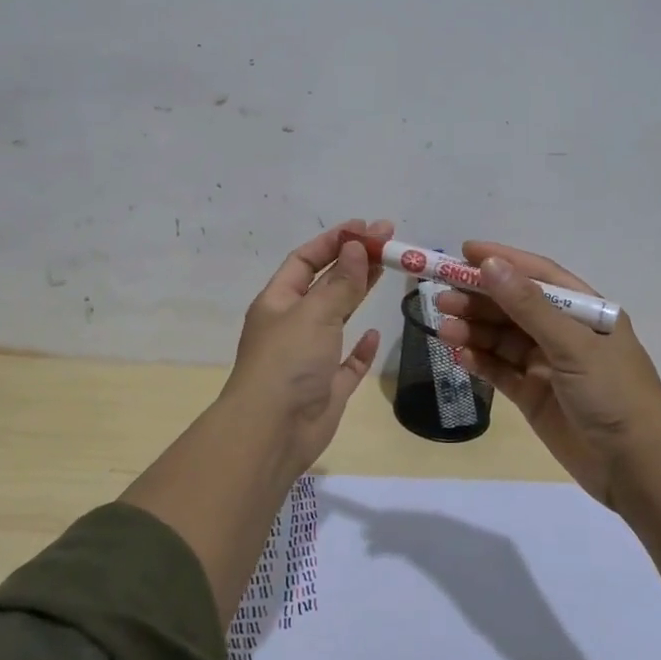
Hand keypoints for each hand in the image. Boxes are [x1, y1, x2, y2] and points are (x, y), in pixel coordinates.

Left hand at [220, 218, 391, 472]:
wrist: (272, 432)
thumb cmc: (287, 362)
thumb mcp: (314, 314)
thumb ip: (340, 282)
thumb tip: (357, 246)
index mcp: (278, 301)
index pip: (305, 260)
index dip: (334, 241)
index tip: (366, 227)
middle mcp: (292, 324)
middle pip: (325, 284)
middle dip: (353, 261)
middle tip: (388, 242)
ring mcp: (310, 356)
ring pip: (337, 317)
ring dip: (358, 294)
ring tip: (386, 270)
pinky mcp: (327, 386)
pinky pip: (347, 361)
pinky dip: (361, 347)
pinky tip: (375, 333)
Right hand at [435, 242, 660, 508]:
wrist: (637, 468)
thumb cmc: (613, 394)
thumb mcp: (572, 344)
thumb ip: (528, 306)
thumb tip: (490, 264)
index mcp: (585, 312)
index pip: (538, 275)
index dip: (503, 261)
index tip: (464, 252)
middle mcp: (565, 333)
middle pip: (514, 307)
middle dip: (479, 299)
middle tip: (441, 298)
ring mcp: (548, 365)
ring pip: (502, 339)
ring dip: (474, 330)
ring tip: (443, 328)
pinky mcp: (534, 396)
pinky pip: (501, 370)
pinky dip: (480, 361)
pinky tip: (459, 355)